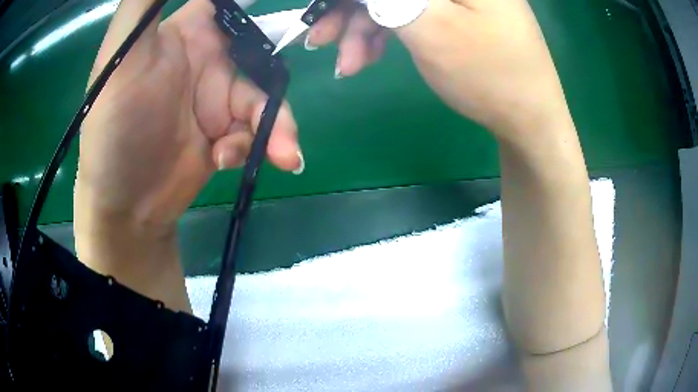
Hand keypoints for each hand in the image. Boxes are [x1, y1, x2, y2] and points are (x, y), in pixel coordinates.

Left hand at [74, 0, 301, 307]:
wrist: (124, 206)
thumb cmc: (113, 128)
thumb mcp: (119, 59)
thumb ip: (144, 4)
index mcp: (187, 32)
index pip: (232, 3)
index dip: (258, 5)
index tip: (298, 9)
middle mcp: (208, 60)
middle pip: (263, 54)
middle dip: (278, 78)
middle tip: (287, 103)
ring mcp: (218, 99)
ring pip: (266, 98)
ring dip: (276, 125)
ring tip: (282, 154)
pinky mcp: (225, 134)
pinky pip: (256, 131)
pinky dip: (253, 146)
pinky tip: (226, 161)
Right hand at [307, 0, 570, 137]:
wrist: (530, 119)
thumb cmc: (488, 74)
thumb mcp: (429, 26)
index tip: (320, 12)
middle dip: (351, 11)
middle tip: (322, 42)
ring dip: (364, 28)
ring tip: (349, 64)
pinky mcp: (458, 10)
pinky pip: (411, 11)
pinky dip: (386, 32)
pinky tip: (371, 55)